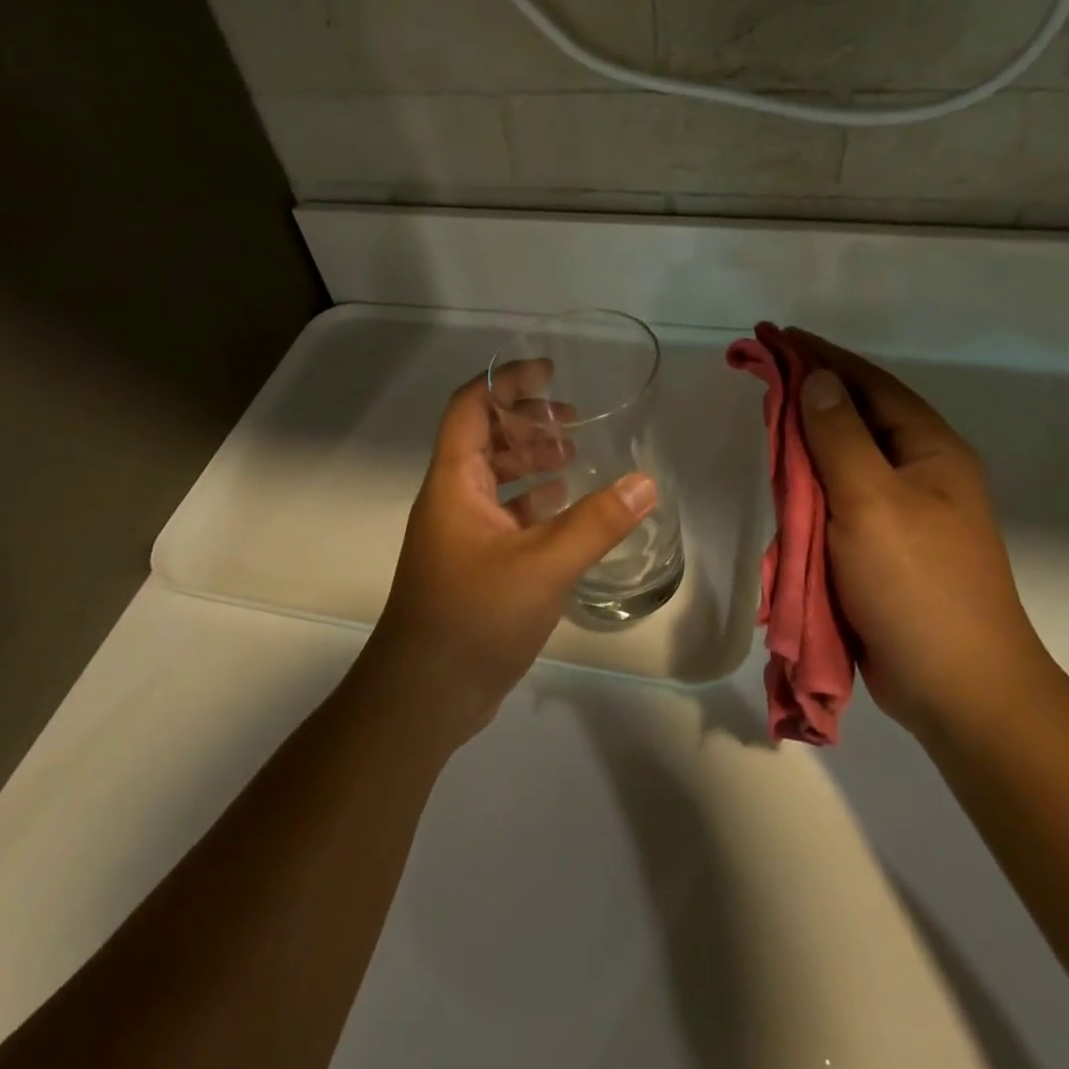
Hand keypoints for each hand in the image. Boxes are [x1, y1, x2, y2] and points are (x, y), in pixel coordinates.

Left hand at [357, 369, 657, 752]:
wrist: (423, 695)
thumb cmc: (474, 617)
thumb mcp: (543, 566)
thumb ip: (596, 523)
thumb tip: (645, 482)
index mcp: (454, 483)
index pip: (470, 407)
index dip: (506, 381)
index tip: (550, 373)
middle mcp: (452, 500)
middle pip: (485, 439)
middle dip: (527, 422)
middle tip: (574, 421)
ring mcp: (460, 535)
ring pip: (495, 480)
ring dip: (531, 462)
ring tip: (576, 460)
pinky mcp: (472, 565)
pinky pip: (504, 516)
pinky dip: (533, 504)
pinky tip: (567, 513)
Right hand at [784, 328, 1055, 732]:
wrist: (958, 688)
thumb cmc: (917, 585)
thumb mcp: (872, 502)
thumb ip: (839, 437)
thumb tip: (815, 380)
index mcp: (930, 451)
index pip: (868, 384)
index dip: (819, 356)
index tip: (774, 335)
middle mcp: (920, 472)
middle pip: (856, 416)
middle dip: (808, 391)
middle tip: (760, 372)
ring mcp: (903, 512)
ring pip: (845, 460)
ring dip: (807, 438)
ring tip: (767, 416)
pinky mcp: (883, 547)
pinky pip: (839, 500)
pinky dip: (810, 484)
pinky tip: (784, 478)